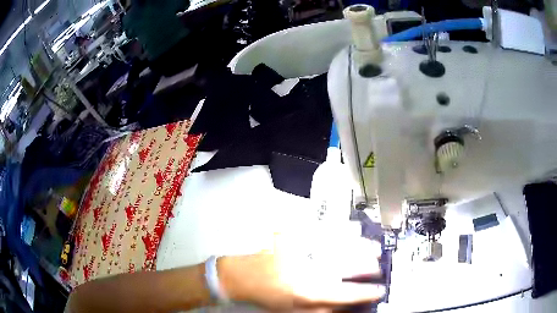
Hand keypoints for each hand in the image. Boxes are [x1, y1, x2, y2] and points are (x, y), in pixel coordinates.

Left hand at [218, 233, 384, 310]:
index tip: (380, 290)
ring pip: (342, 244)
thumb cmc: (266, 296)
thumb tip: (347, 307)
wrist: (239, 275)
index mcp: (310, 291)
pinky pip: (325, 230)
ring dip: (362, 246)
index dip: (369, 292)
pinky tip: (354, 231)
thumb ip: (323, 311)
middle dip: (370, 266)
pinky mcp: (295, 234)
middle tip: (379, 265)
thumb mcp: (293, 311)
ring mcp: (303, 247)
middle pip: (351, 265)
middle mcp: (311, 268)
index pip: (349, 293)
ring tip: (374, 248)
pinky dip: (343, 231)